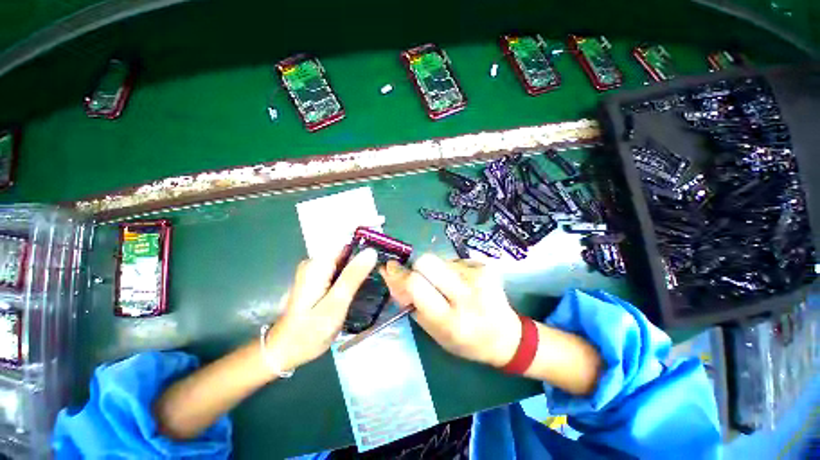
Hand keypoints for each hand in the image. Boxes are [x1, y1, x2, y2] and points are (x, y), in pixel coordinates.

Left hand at [265, 248, 377, 371]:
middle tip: (385, 263)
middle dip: (366, 253)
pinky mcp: (319, 279)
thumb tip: (371, 251)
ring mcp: (316, 271)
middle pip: (346, 249)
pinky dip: (354, 272)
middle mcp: (315, 263)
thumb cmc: (309, 332)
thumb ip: (352, 277)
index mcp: (317, 265)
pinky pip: (341, 268)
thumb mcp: (335, 305)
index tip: (384, 244)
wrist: (285, 351)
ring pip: (345, 259)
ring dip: (361, 263)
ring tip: (380, 270)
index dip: (366, 240)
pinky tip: (366, 279)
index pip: (346, 241)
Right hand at [381, 254, 520, 367]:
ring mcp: (478, 277)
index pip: (416, 285)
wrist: (505, 335)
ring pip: (440, 259)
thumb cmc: (464, 340)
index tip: (391, 269)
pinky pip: (454, 260)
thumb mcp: (432, 330)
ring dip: (436, 271)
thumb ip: (409, 302)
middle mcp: (466, 295)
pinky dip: (451, 270)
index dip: (400, 275)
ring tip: (448, 286)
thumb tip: (389, 273)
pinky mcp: (485, 266)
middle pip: (427, 261)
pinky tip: (461, 283)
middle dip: (417, 267)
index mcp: (450, 320)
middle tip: (422, 279)